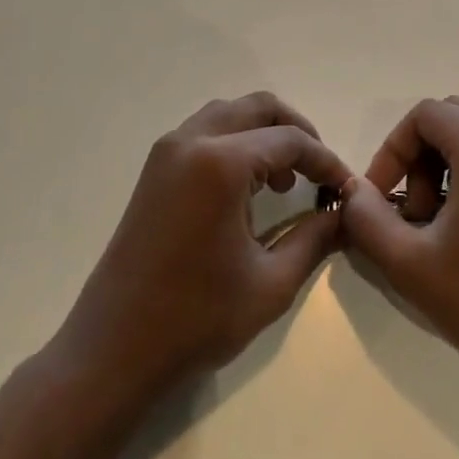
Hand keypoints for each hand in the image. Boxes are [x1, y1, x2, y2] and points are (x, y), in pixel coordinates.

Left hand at [56, 93, 350, 397]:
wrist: (113, 351)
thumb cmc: (196, 319)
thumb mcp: (271, 283)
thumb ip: (315, 238)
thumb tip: (344, 214)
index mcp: (220, 163)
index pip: (290, 140)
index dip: (326, 161)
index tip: (346, 188)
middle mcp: (191, 142)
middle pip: (258, 108)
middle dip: (297, 132)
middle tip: (318, 172)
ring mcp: (166, 153)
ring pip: (229, 114)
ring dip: (264, 133)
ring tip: (285, 180)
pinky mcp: (154, 171)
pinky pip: (205, 133)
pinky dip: (236, 143)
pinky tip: (248, 189)